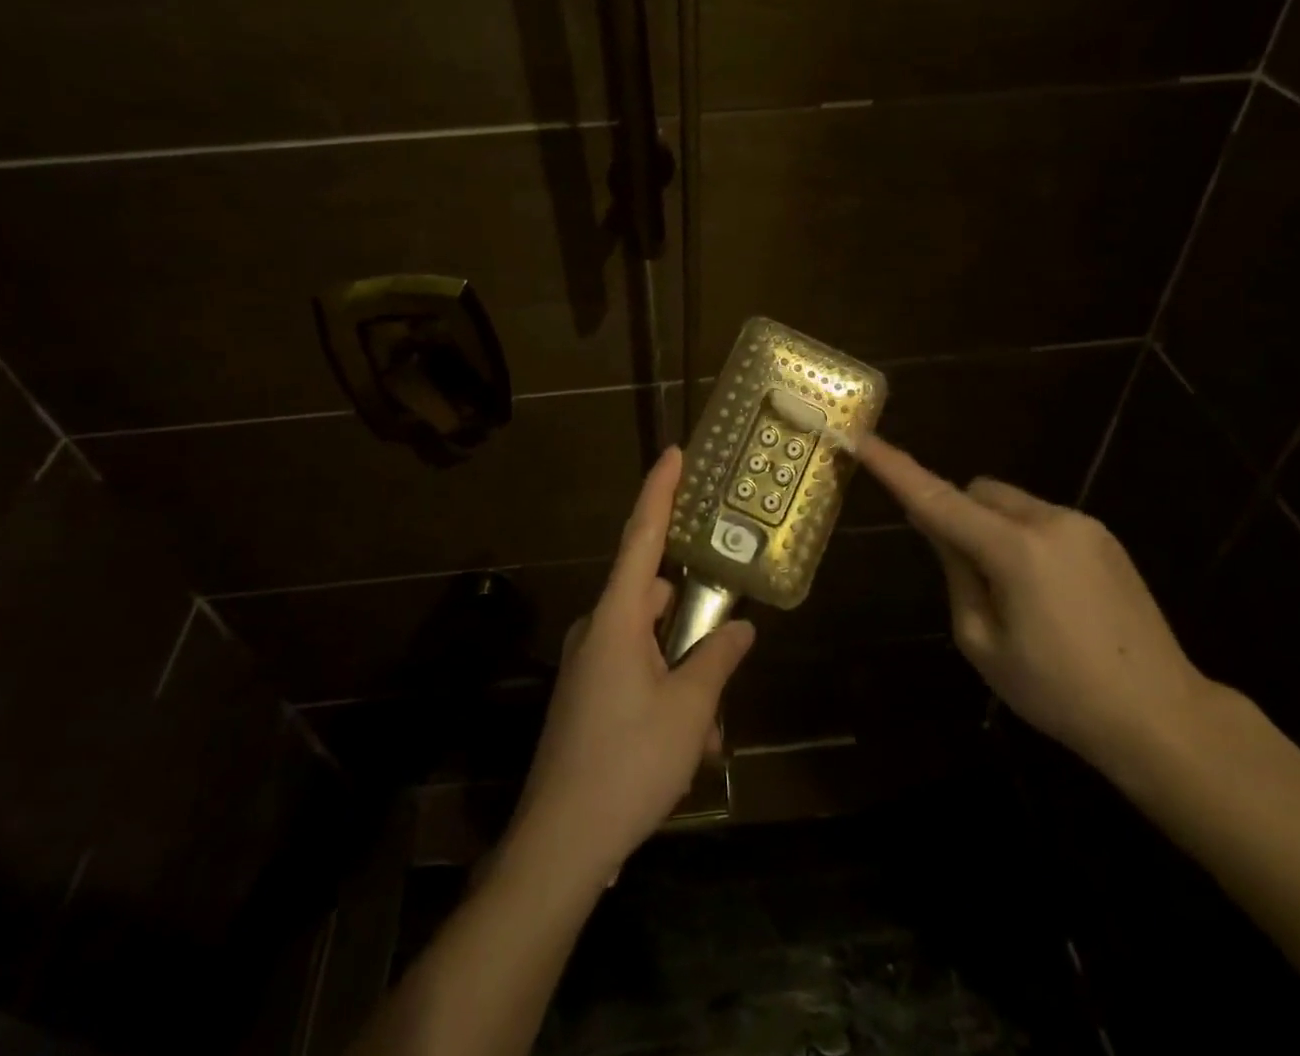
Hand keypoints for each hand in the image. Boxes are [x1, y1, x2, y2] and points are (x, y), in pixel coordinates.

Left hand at [511, 447, 755, 882]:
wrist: (559, 846)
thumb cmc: (627, 764)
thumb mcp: (688, 711)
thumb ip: (716, 660)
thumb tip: (740, 630)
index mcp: (617, 617)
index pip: (641, 536)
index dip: (659, 491)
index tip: (674, 453)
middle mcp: (598, 630)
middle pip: (656, 598)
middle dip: (695, 622)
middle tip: (731, 649)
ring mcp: (589, 665)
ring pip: (652, 645)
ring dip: (686, 674)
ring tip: (711, 729)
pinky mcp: (588, 697)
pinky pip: (637, 675)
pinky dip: (667, 696)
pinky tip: (690, 747)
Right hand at [857, 435, 1217, 779]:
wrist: (1162, 716)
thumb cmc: (1058, 691)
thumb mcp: (983, 642)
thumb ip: (956, 573)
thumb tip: (939, 526)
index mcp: (1014, 550)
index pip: (938, 499)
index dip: (895, 468)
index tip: (862, 437)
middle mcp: (1049, 520)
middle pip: (978, 492)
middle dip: (959, 516)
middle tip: (967, 575)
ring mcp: (1083, 525)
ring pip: (1011, 505)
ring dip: (993, 530)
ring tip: (1016, 595)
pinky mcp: (1104, 537)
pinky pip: (1043, 520)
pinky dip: (1024, 540)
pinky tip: (1049, 595)